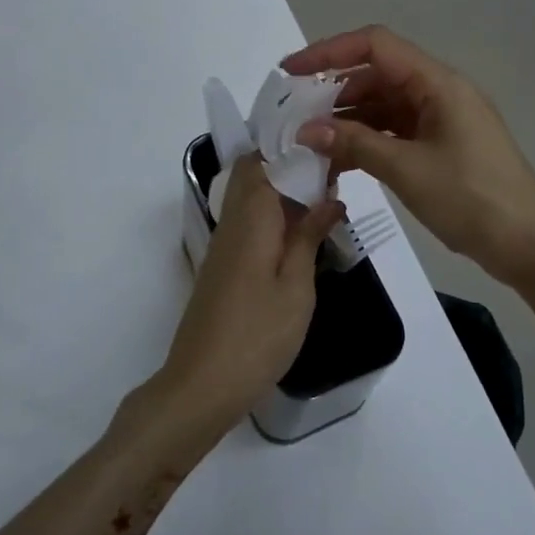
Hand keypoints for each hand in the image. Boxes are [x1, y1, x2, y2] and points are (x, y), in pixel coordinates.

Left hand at [151, 156, 342, 433]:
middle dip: (289, 167)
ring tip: (324, 202)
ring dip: (283, 193)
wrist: (202, 384)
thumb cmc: (257, 335)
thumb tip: (329, 198)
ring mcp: (223, 245)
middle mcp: (231, 222)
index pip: (264, 160)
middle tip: (331, 177)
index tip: (330, 150)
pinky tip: (300, 235)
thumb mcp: (296, 287)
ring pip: (250, 198)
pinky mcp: (222, 266)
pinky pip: (248, 223)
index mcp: (250, 218)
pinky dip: (273, 217)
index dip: (294, 149)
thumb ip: (309, 237)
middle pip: (253, 174)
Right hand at [285, 26, 534, 295]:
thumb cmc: (473, 199)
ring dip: (348, 120)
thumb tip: (306, 130)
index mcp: (437, 83)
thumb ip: (354, 144)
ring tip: (310, 143)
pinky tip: (340, 161)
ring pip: (384, 105)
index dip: (329, 52)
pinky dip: (367, 141)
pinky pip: (395, 131)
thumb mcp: (407, 170)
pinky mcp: (442, 146)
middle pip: (377, 74)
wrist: (531, 245)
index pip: (375, 46)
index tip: (290, 73)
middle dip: (333, 91)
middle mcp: (439, 92)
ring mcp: (442, 120)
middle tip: (295, 117)